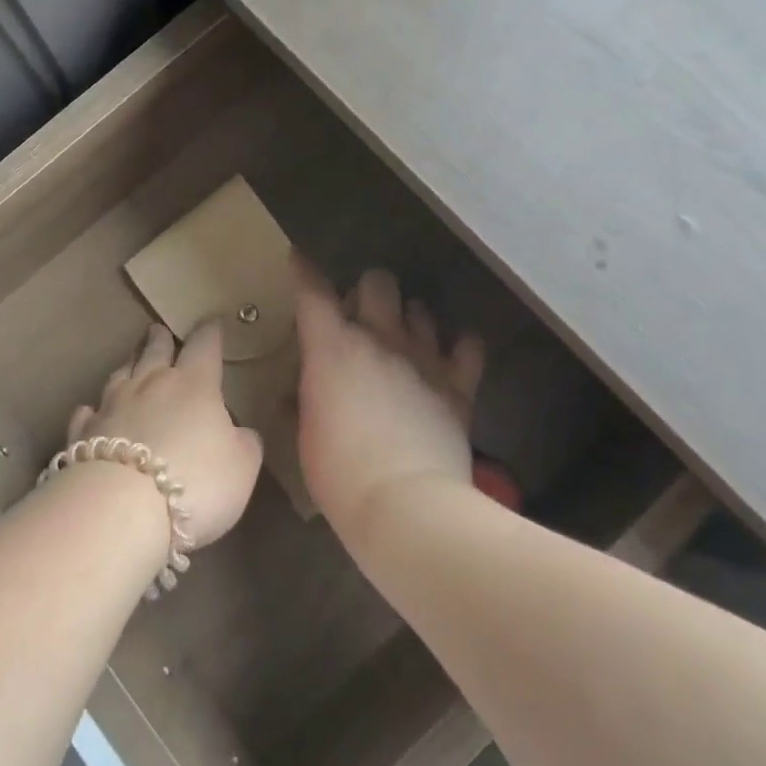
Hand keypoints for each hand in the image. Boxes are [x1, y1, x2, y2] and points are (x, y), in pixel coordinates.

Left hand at [67, 323, 263, 548]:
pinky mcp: (82, 433)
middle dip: (160, 339)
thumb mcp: (242, 466)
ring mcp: (111, 406)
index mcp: (194, 384)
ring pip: (120, 375)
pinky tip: (91, 411)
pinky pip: (88, 413)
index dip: (210, 334)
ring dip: (128, 365)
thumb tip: (239, 431)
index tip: (212, 323)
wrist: (121, 508)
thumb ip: (244, 443)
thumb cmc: (196, 481)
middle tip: (159, 331)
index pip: (204, 347)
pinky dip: (93, 410)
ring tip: (131, 361)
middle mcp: (150, 384)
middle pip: (155, 351)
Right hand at [294, 261, 486, 541]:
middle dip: (367, 291)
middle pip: (378, 282)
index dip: (304, 270)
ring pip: (421, 308)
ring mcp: (423, 358)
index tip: (298, 258)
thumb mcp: (306, 436)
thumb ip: (305, 400)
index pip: (313, 292)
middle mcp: (379, 338)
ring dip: (409, 318)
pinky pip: (467, 345)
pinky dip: (459, 347)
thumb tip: (302, 391)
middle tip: (361, 317)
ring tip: (403, 339)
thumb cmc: (339, 474)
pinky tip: (451, 358)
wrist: (406, 507)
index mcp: (332, 348)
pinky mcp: (458, 384)